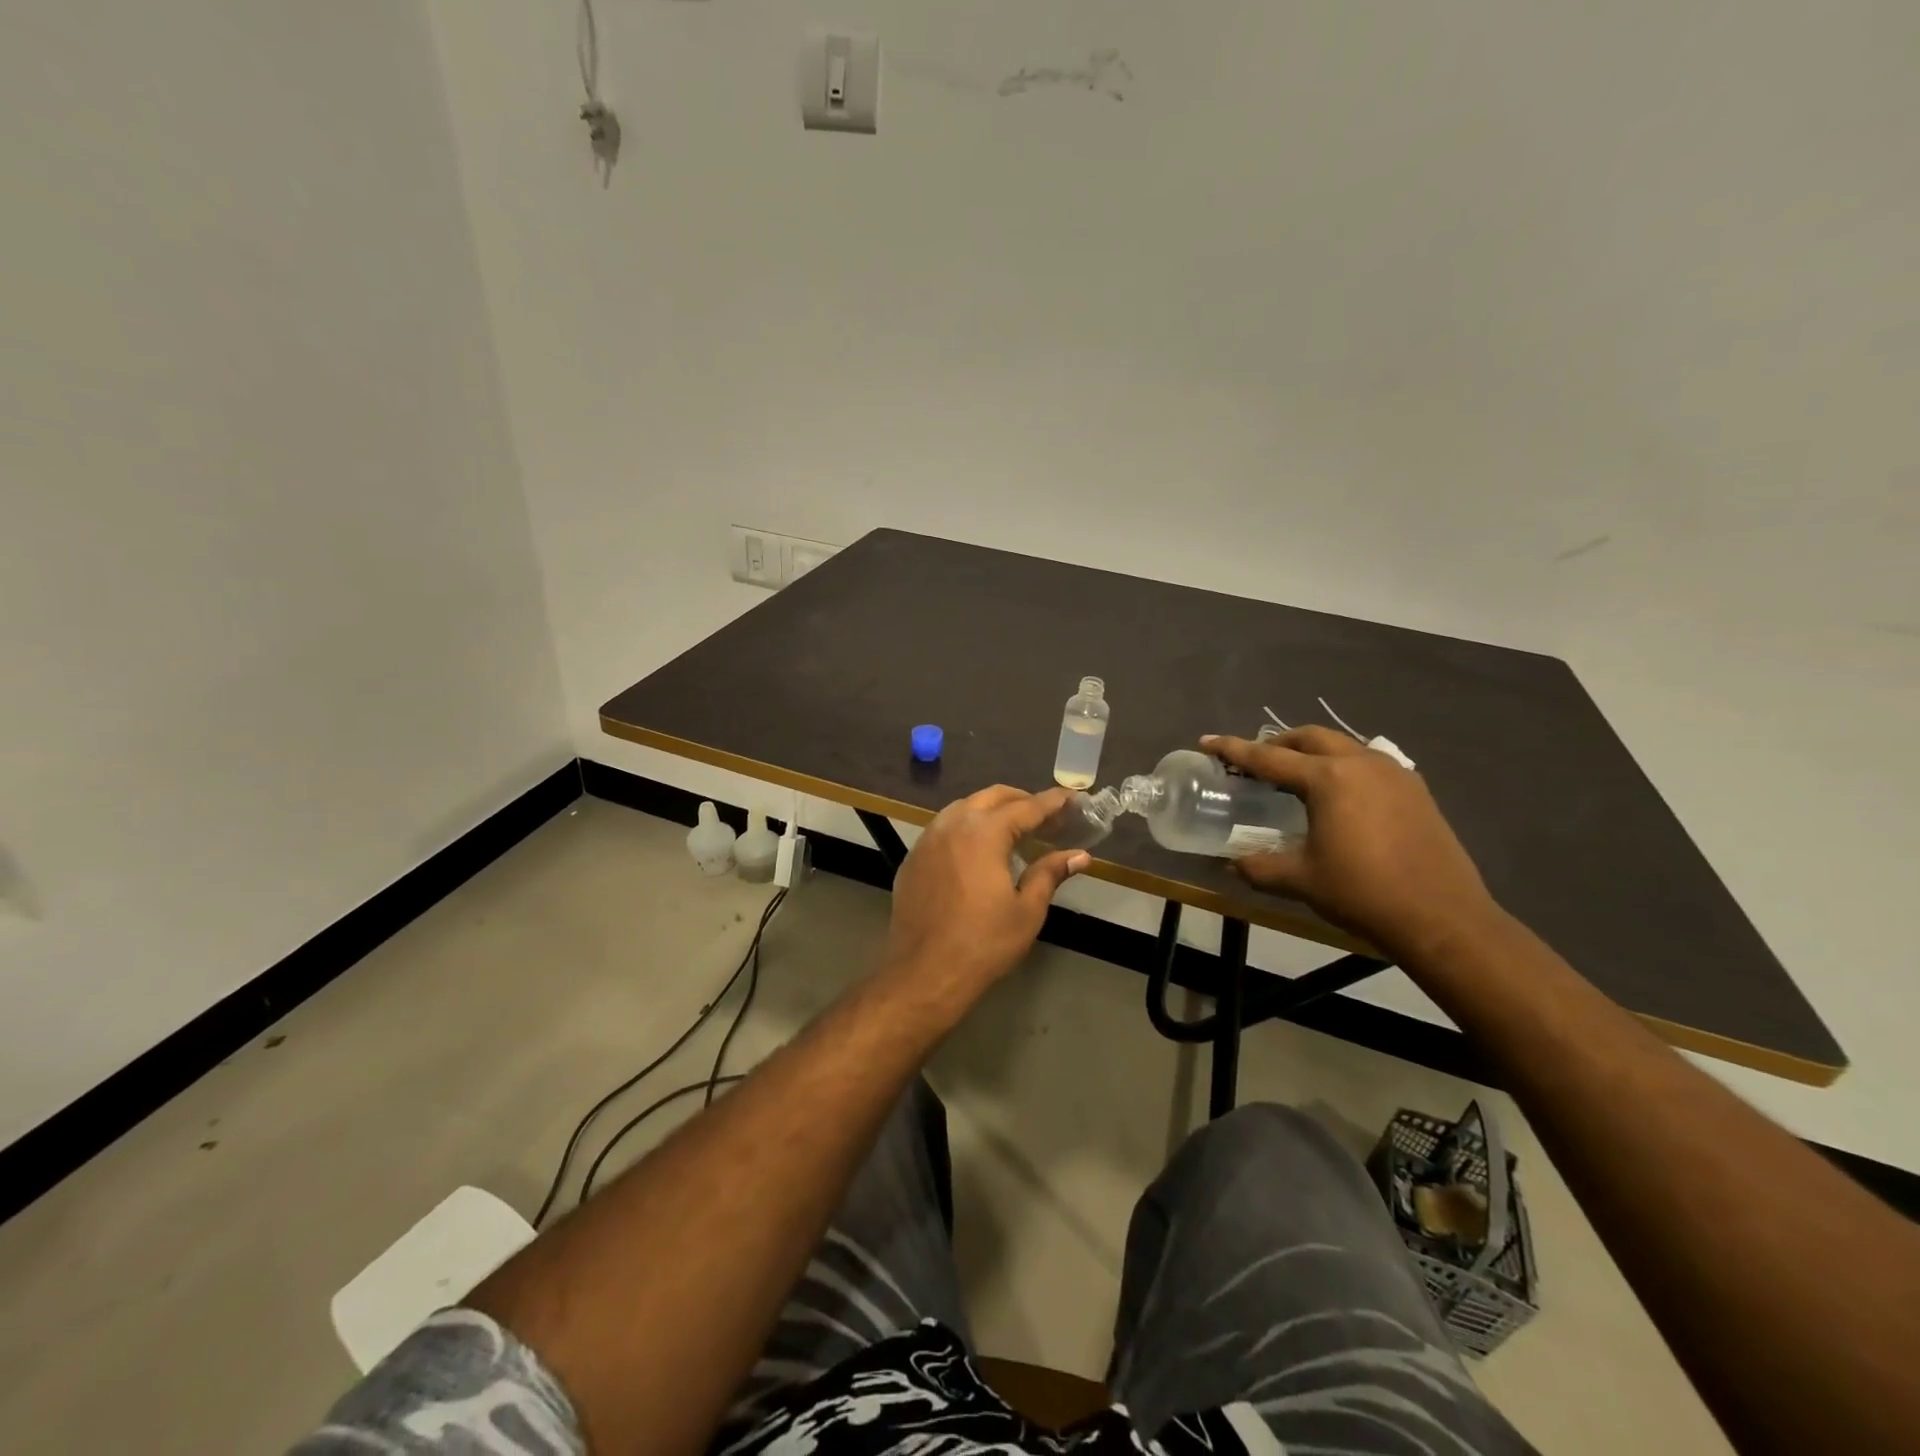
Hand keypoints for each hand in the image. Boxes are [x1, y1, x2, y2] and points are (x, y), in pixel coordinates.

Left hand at [882, 786, 1089, 1000]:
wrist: (923, 973)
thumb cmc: (983, 943)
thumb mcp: (1027, 910)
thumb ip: (1050, 874)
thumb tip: (1080, 855)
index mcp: (983, 832)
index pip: (1026, 807)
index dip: (1052, 802)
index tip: (1072, 799)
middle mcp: (952, 824)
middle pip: (991, 797)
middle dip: (1021, 800)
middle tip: (1046, 816)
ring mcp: (927, 839)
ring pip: (963, 808)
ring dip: (991, 810)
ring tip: (1014, 829)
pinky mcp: (913, 858)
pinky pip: (944, 828)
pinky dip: (966, 827)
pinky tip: (978, 850)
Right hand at [1203, 728, 1500, 961]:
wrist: (1443, 918)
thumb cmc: (1363, 893)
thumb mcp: (1301, 880)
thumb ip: (1259, 867)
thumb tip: (1232, 864)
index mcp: (1328, 779)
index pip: (1268, 758)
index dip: (1233, 750)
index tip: (1207, 741)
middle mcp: (1361, 764)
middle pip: (1309, 738)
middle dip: (1277, 744)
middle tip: (1255, 761)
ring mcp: (1394, 774)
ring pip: (1342, 746)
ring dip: (1312, 752)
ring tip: (1295, 776)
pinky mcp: (1416, 790)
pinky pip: (1369, 763)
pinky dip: (1343, 767)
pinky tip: (1340, 795)